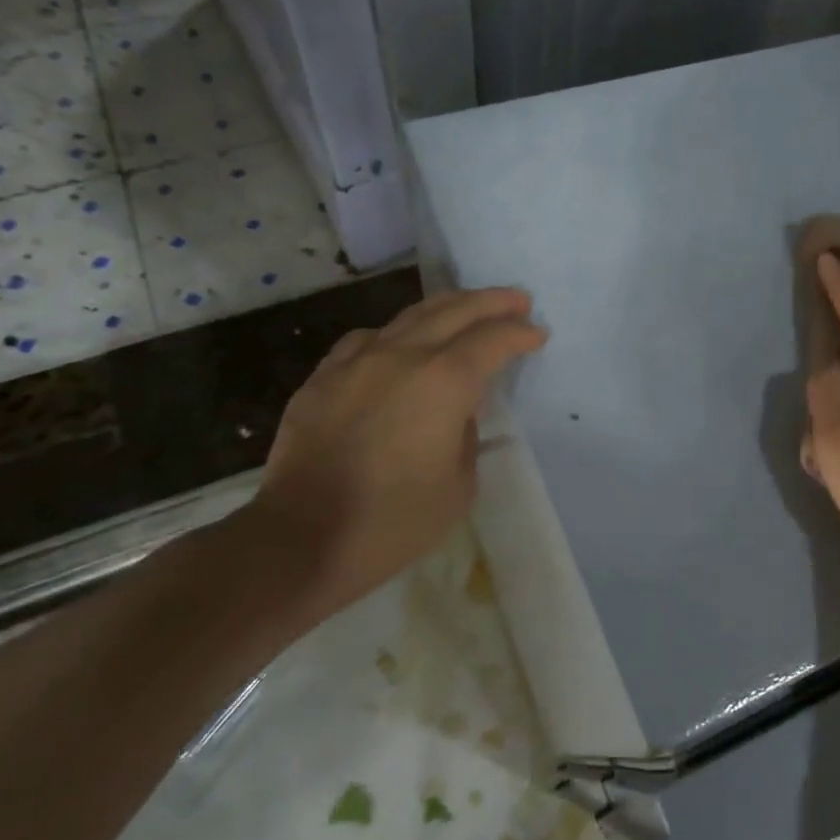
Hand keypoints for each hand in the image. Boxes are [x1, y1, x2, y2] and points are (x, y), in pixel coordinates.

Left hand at [247, 287, 546, 621]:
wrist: (301, 539)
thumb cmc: (394, 521)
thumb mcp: (459, 484)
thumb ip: (466, 433)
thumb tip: (456, 410)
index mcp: (444, 382)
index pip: (492, 341)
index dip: (520, 334)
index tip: (538, 334)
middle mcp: (402, 356)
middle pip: (454, 310)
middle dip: (492, 302)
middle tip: (517, 300)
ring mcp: (356, 361)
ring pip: (409, 316)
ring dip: (447, 307)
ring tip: (467, 308)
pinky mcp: (323, 377)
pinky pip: (367, 339)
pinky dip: (396, 333)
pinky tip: (399, 343)